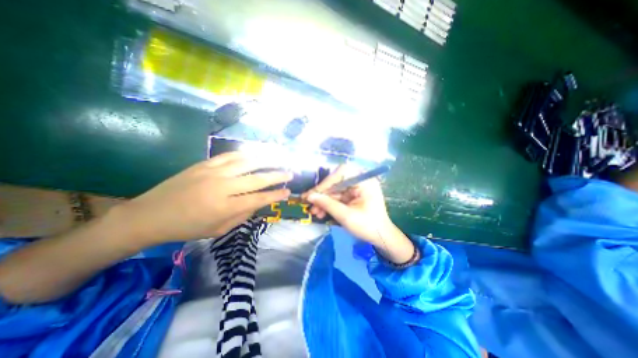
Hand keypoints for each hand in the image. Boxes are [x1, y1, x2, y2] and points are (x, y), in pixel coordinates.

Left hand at [113, 153, 290, 244]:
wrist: (150, 215)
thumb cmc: (187, 228)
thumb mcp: (219, 230)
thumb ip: (242, 216)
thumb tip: (258, 203)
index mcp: (226, 207)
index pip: (259, 199)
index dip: (276, 195)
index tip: (288, 192)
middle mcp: (223, 187)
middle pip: (257, 179)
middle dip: (277, 176)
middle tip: (290, 174)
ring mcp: (213, 173)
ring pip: (246, 163)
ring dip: (266, 161)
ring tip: (278, 159)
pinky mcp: (204, 164)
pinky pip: (230, 156)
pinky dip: (246, 154)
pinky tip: (255, 154)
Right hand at [301, 167, 410, 263]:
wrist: (381, 238)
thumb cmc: (368, 226)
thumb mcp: (346, 216)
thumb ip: (327, 204)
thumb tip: (309, 196)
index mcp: (364, 181)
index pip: (342, 173)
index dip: (327, 181)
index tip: (314, 193)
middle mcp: (360, 181)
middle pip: (336, 182)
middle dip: (323, 194)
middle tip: (309, 203)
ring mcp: (356, 189)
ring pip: (334, 191)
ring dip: (323, 201)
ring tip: (314, 212)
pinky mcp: (352, 196)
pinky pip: (337, 197)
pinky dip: (328, 205)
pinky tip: (320, 212)